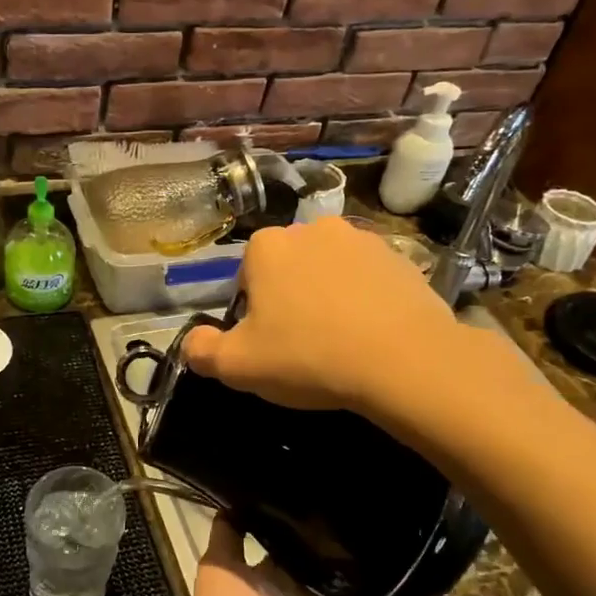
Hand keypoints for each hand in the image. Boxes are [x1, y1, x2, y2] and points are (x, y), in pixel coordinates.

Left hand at [177, 518, 443, 595]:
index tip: (351, 491)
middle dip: (374, 549)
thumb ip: (229, 534)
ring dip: (409, 581)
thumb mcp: (219, 569)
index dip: (330, 525)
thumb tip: (236, 497)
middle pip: (355, 574)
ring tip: (436, 542)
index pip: (314, 548)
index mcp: (286, 582)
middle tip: (404, 508)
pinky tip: (447, 588)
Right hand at [182, 217, 460, 414]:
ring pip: (329, 271)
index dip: (252, 312)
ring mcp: (361, 238)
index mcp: (267, 246)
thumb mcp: (238, 366)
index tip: (268, 343)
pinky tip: (372, 334)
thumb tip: (193, 341)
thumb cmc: (308, 357)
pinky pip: (368, 279)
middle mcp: (312, 229)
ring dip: (328, 296)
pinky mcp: (400, 257)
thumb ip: (201, 350)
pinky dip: (365, 299)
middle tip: (302, 344)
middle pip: (288, 269)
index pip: (246, 276)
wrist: (403, 360)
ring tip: (341, 341)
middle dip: (290, 298)